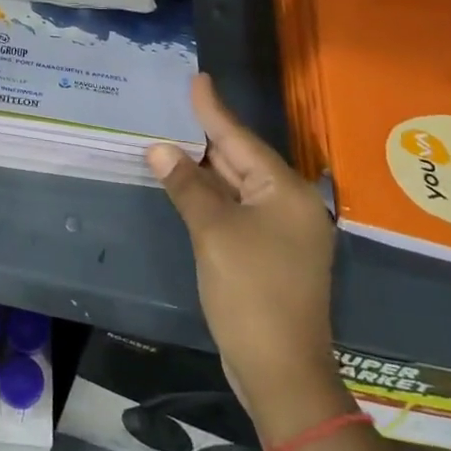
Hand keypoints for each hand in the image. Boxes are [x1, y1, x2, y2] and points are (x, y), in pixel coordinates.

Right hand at [148, 75, 349, 443]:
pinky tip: (189, 184)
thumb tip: (159, 148)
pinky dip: (213, 196)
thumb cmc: (250, 293)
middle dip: (207, 136)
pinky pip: (238, 210)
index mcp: (286, 192)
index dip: (213, 109)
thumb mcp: (213, 233)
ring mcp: (283, 232)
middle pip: (242, 160)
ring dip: (206, 167)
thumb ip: (187, 186)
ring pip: (239, 186)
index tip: (197, 78)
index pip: (240, 139)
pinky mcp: (271, 254)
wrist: (281, 372)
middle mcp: (291, 205)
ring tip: (174, 136)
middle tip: (175, 105)